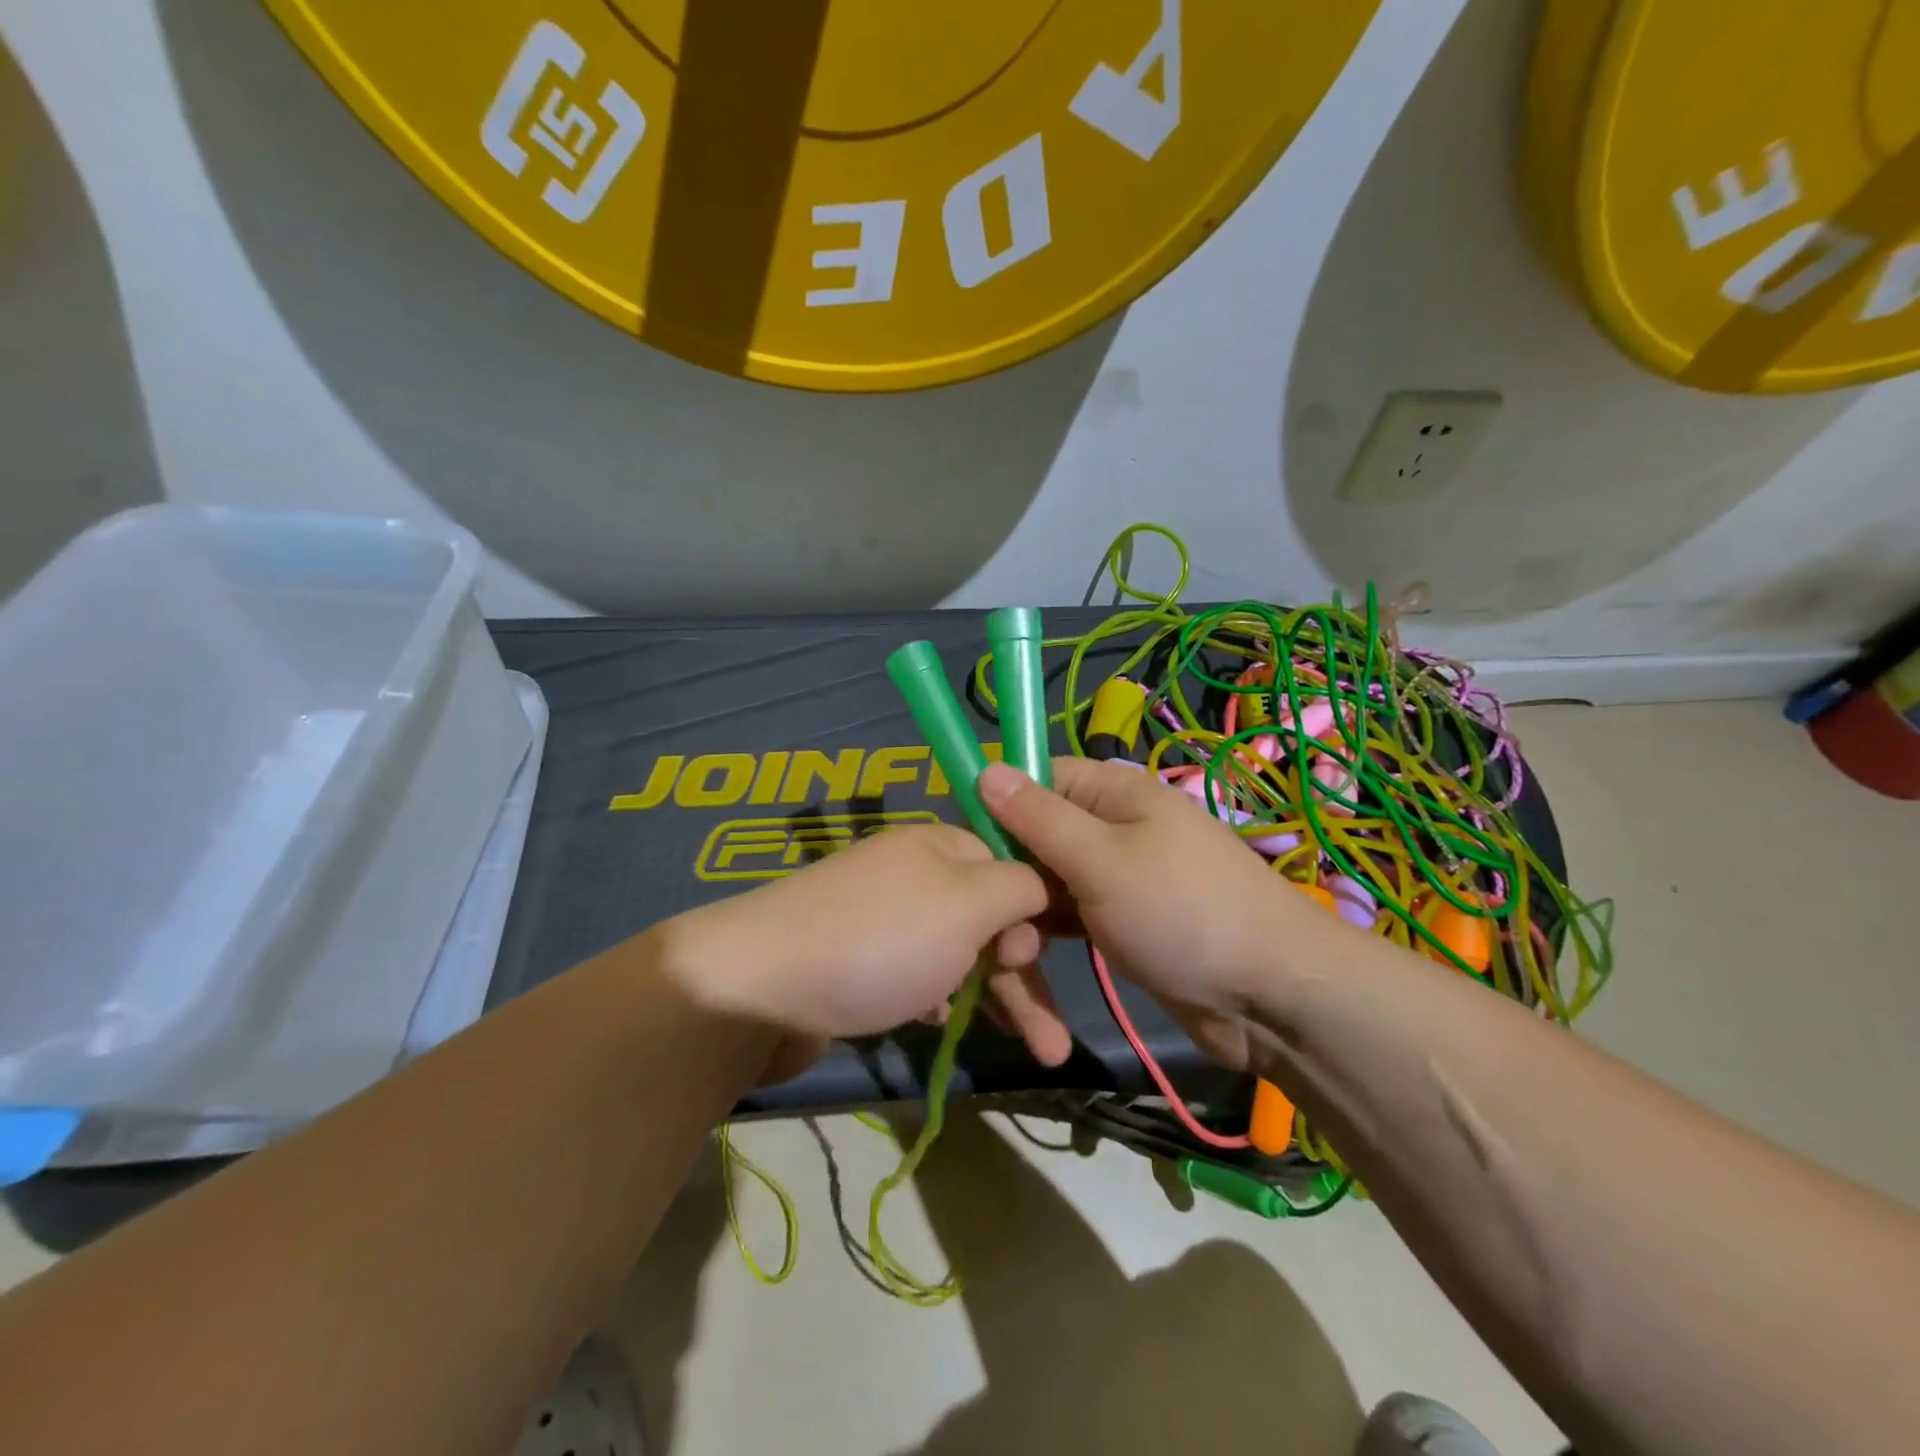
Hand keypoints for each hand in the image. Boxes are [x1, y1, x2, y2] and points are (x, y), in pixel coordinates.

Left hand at [662, 823, 1071, 1069]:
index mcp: (940, 845)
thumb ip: (1020, 887)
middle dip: (1025, 975)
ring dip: (993, 997)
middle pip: (989, 918)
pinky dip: (939, 999)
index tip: (1045, 958)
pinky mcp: (858, 962)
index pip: (1011, 866)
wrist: (757, 992)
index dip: (1037, 913)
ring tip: (1032, 1051)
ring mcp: (882, 919)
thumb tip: (1044, 882)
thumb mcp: (967, 904)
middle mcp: (913, 874)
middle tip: (1049, 1039)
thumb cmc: (881, 941)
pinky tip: (941, 1025)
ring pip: (957, 953)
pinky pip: (917, 975)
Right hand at [978, 757, 1341, 1072]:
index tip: (963, 851)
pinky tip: (1026, 962)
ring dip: (1025, 910)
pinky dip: (1048, 932)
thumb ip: (1040, 817)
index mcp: (1113, 793)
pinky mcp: (1121, 920)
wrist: (1273, 997)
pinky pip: (1070, 914)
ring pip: (1049, 879)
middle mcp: (1113, 826)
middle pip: (1037, 833)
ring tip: (1007, 955)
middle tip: (987, 921)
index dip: (997, 806)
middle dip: (1009, 871)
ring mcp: (1118, 876)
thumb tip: (986, 767)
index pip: (1036, 778)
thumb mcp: (1102, 861)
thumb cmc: (1183, 913)